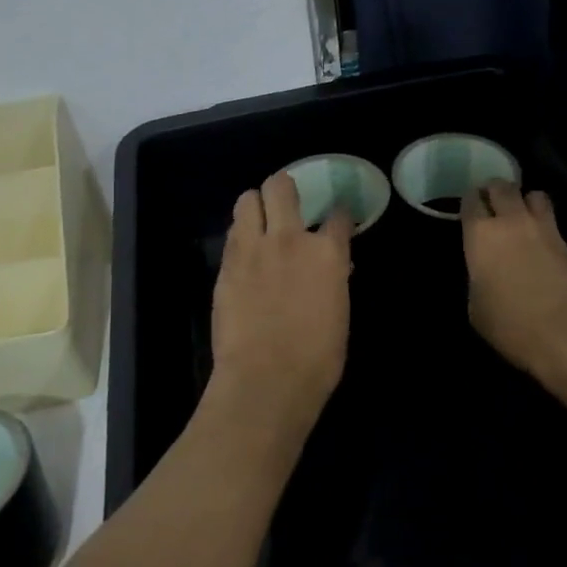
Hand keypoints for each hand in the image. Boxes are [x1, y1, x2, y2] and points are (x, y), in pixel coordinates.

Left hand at [207, 172, 353, 448]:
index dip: (339, 213)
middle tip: (287, 203)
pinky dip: (240, 234)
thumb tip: (334, 269)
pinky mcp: (227, 264)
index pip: (338, 215)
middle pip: (281, 186)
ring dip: (255, 205)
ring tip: (259, 220)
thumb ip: (334, 281)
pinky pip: (232, 233)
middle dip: (284, 188)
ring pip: (247, 200)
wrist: (266, 379)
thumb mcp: (339, 314)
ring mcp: (254, 248)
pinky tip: (245, 250)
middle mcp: (290, 239)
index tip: (337, 217)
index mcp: (327, 253)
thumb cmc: (316, 358)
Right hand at [463, 181, 566, 381]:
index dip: (470, 202)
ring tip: (521, 216)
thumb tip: (486, 273)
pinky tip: (542, 242)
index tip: (469, 210)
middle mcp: (512, 221)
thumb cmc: (512, 325)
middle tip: (492, 205)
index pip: (471, 199)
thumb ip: (478, 279)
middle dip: (495, 191)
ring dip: (525, 201)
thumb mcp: (476, 308)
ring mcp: (545, 229)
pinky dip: (545, 224)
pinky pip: (553, 221)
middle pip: (502, 186)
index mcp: (481, 235)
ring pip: (534, 194)